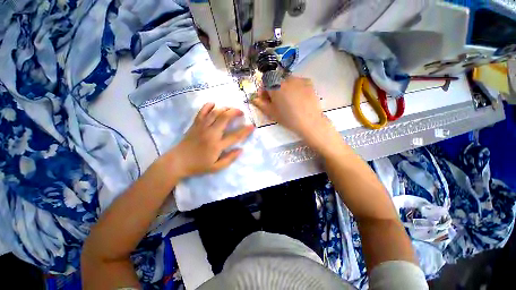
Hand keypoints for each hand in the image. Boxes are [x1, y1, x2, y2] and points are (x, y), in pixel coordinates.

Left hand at [167, 103, 253, 178]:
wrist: (177, 162)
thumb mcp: (216, 167)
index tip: (252, 126)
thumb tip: (241, 150)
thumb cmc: (198, 166)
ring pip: (215, 113)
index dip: (245, 131)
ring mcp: (202, 127)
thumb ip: (230, 159)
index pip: (235, 136)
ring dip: (225, 108)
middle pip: (224, 118)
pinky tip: (214, 104)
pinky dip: (208, 106)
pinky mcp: (195, 124)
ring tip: (231, 108)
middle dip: (235, 112)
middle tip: (241, 112)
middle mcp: (210, 133)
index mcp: (217, 145)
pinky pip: (202, 112)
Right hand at [252, 76, 337, 151]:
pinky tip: (298, 98)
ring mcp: (298, 79)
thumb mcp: (271, 112)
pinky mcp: (308, 82)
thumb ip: (259, 103)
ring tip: (289, 100)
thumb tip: (252, 97)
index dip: (264, 90)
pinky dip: (295, 87)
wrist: (309, 121)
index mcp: (274, 85)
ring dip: (284, 88)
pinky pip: (297, 82)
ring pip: (287, 81)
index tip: (266, 99)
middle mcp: (285, 78)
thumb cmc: (287, 118)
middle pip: (276, 80)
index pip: (264, 82)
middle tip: (277, 101)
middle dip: (274, 89)